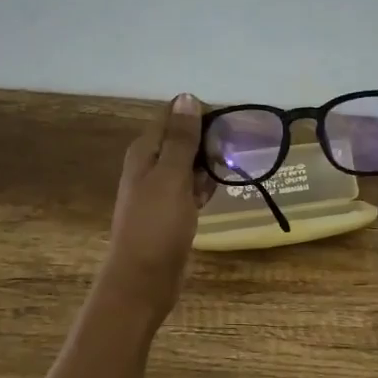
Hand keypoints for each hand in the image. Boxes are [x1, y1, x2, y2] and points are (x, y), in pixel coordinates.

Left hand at [95, 94, 213, 322]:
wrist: (143, 280)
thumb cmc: (156, 225)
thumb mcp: (171, 176)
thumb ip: (180, 138)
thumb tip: (186, 97)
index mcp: (144, 151)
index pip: (173, 117)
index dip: (199, 116)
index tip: (229, 124)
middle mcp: (149, 166)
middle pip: (182, 140)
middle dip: (208, 142)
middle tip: (235, 150)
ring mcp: (159, 191)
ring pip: (189, 166)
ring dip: (208, 166)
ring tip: (230, 170)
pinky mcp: (170, 213)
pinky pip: (190, 190)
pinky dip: (203, 189)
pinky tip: (216, 193)